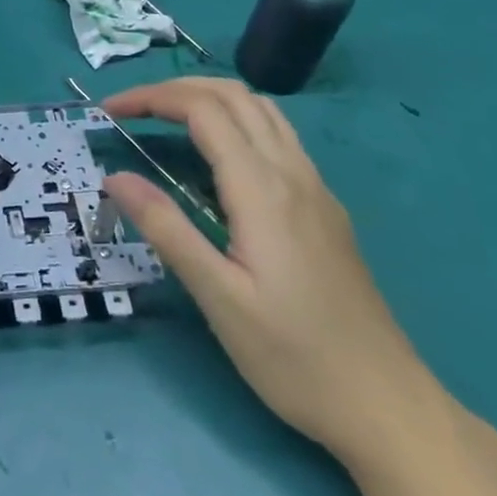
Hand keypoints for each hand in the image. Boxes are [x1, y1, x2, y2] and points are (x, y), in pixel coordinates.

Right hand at [102, 78, 436, 462]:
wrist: (388, 406)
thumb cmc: (295, 358)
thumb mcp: (219, 298)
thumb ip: (166, 229)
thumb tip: (114, 177)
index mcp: (263, 190)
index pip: (203, 110)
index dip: (152, 98)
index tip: (108, 112)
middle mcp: (293, 174)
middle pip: (233, 95)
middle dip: (175, 89)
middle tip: (130, 110)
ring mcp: (315, 188)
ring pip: (261, 110)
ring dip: (208, 98)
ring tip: (165, 119)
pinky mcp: (324, 207)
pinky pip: (277, 136)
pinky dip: (236, 120)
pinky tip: (217, 157)